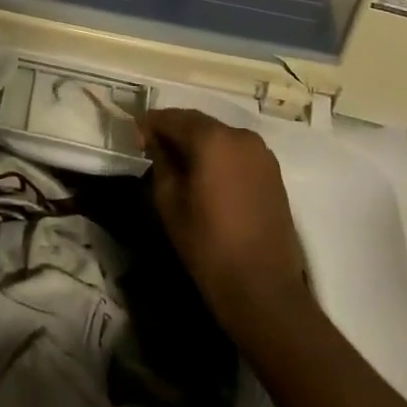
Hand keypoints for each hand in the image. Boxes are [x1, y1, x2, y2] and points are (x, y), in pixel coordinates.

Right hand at [138, 107, 310, 336]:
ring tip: (178, 162)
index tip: (133, 138)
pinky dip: (217, 154)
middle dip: (173, 130)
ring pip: (218, 135)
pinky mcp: (273, 172)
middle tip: (151, 147)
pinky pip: (236, 150)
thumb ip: (160, 160)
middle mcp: (239, 135)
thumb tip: (155, 141)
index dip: (149, 124)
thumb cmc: (207, 243)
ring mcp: (261, 153)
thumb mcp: (169, 200)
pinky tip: (205, 173)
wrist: (262, 288)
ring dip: (196, 141)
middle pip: (197, 122)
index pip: (171, 118)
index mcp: (211, 139)